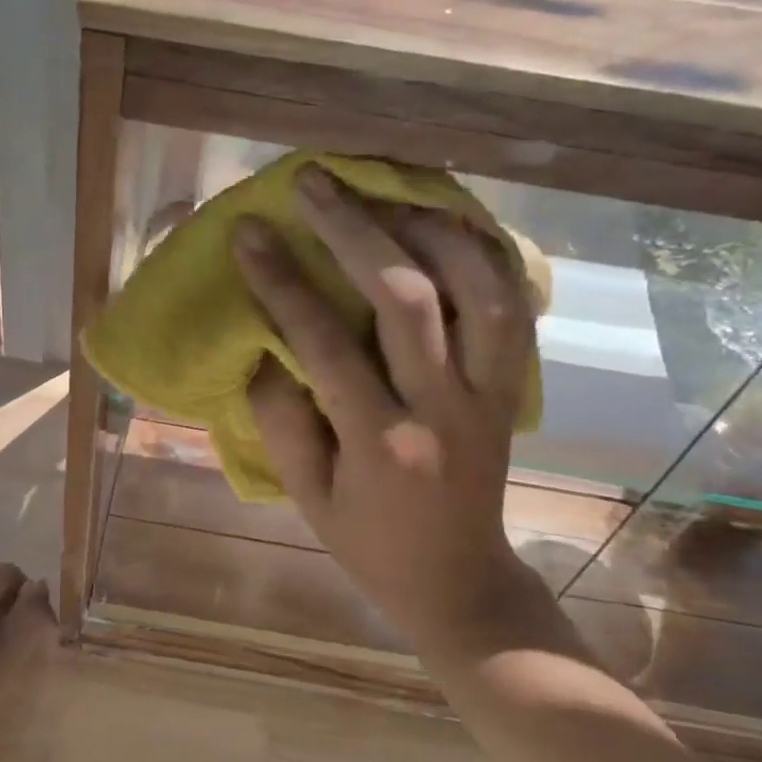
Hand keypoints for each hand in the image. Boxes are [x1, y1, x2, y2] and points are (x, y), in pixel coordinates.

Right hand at [233, 166, 564, 666]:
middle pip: (407, 297)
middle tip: (314, 182)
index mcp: (381, 442)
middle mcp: (444, 407)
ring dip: (430, 228)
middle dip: (354, 229)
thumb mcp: (306, 496)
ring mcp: (490, 392)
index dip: (282, 281)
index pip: (324, 344)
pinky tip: (447, 225)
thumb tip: (265, 343)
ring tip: (385, 193)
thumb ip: (280, 419)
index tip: (249, 232)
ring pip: (478, 287)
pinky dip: (483, 253)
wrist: (459, 580)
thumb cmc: (369, 543)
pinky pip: (512, 303)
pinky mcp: (511, 386)